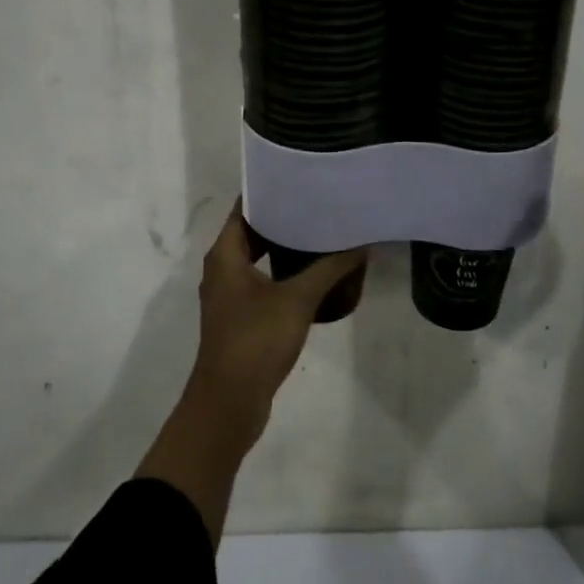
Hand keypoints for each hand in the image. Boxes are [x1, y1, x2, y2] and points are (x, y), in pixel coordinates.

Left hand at [185, 205, 365, 447]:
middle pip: (253, 231)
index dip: (270, 192)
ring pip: (258, 259)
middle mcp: (222, 268)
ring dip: (286, 248)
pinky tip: (316, 275)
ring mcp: (230, 295)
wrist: (229, 404)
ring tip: (322, 233)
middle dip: (284, 219)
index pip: (245, 208)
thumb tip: (361, 243)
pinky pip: (263, 282)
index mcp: (225, 254)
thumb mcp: (298, 299)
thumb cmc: (256, 340)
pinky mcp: (240, 317)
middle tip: (319, 204)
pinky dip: (284, 274)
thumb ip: (329, 268)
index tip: (300, 179)